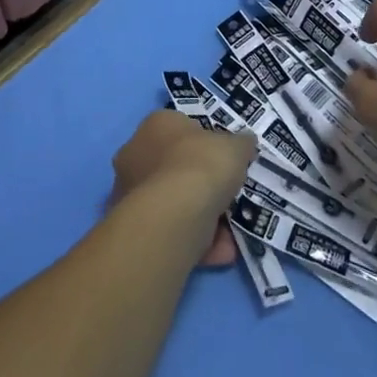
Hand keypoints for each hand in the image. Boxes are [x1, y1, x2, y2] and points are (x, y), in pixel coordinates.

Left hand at [111, 110, 255, 266]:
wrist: (174, 216)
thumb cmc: (202, 166)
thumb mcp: (235, 147)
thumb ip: (240, 144)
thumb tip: (245, 143)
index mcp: (156, 125)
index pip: (181, 128)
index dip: (206, 144)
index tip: (225, 160)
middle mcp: (136, 154)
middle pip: (176, 168)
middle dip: (203, 185)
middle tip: (229, 197)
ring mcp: (131, 193)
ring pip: (175, 203)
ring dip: (205, 218)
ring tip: (231, 233)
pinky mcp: (136, 227)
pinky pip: (173, 230)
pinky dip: (198, 240)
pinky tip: (221, 251)